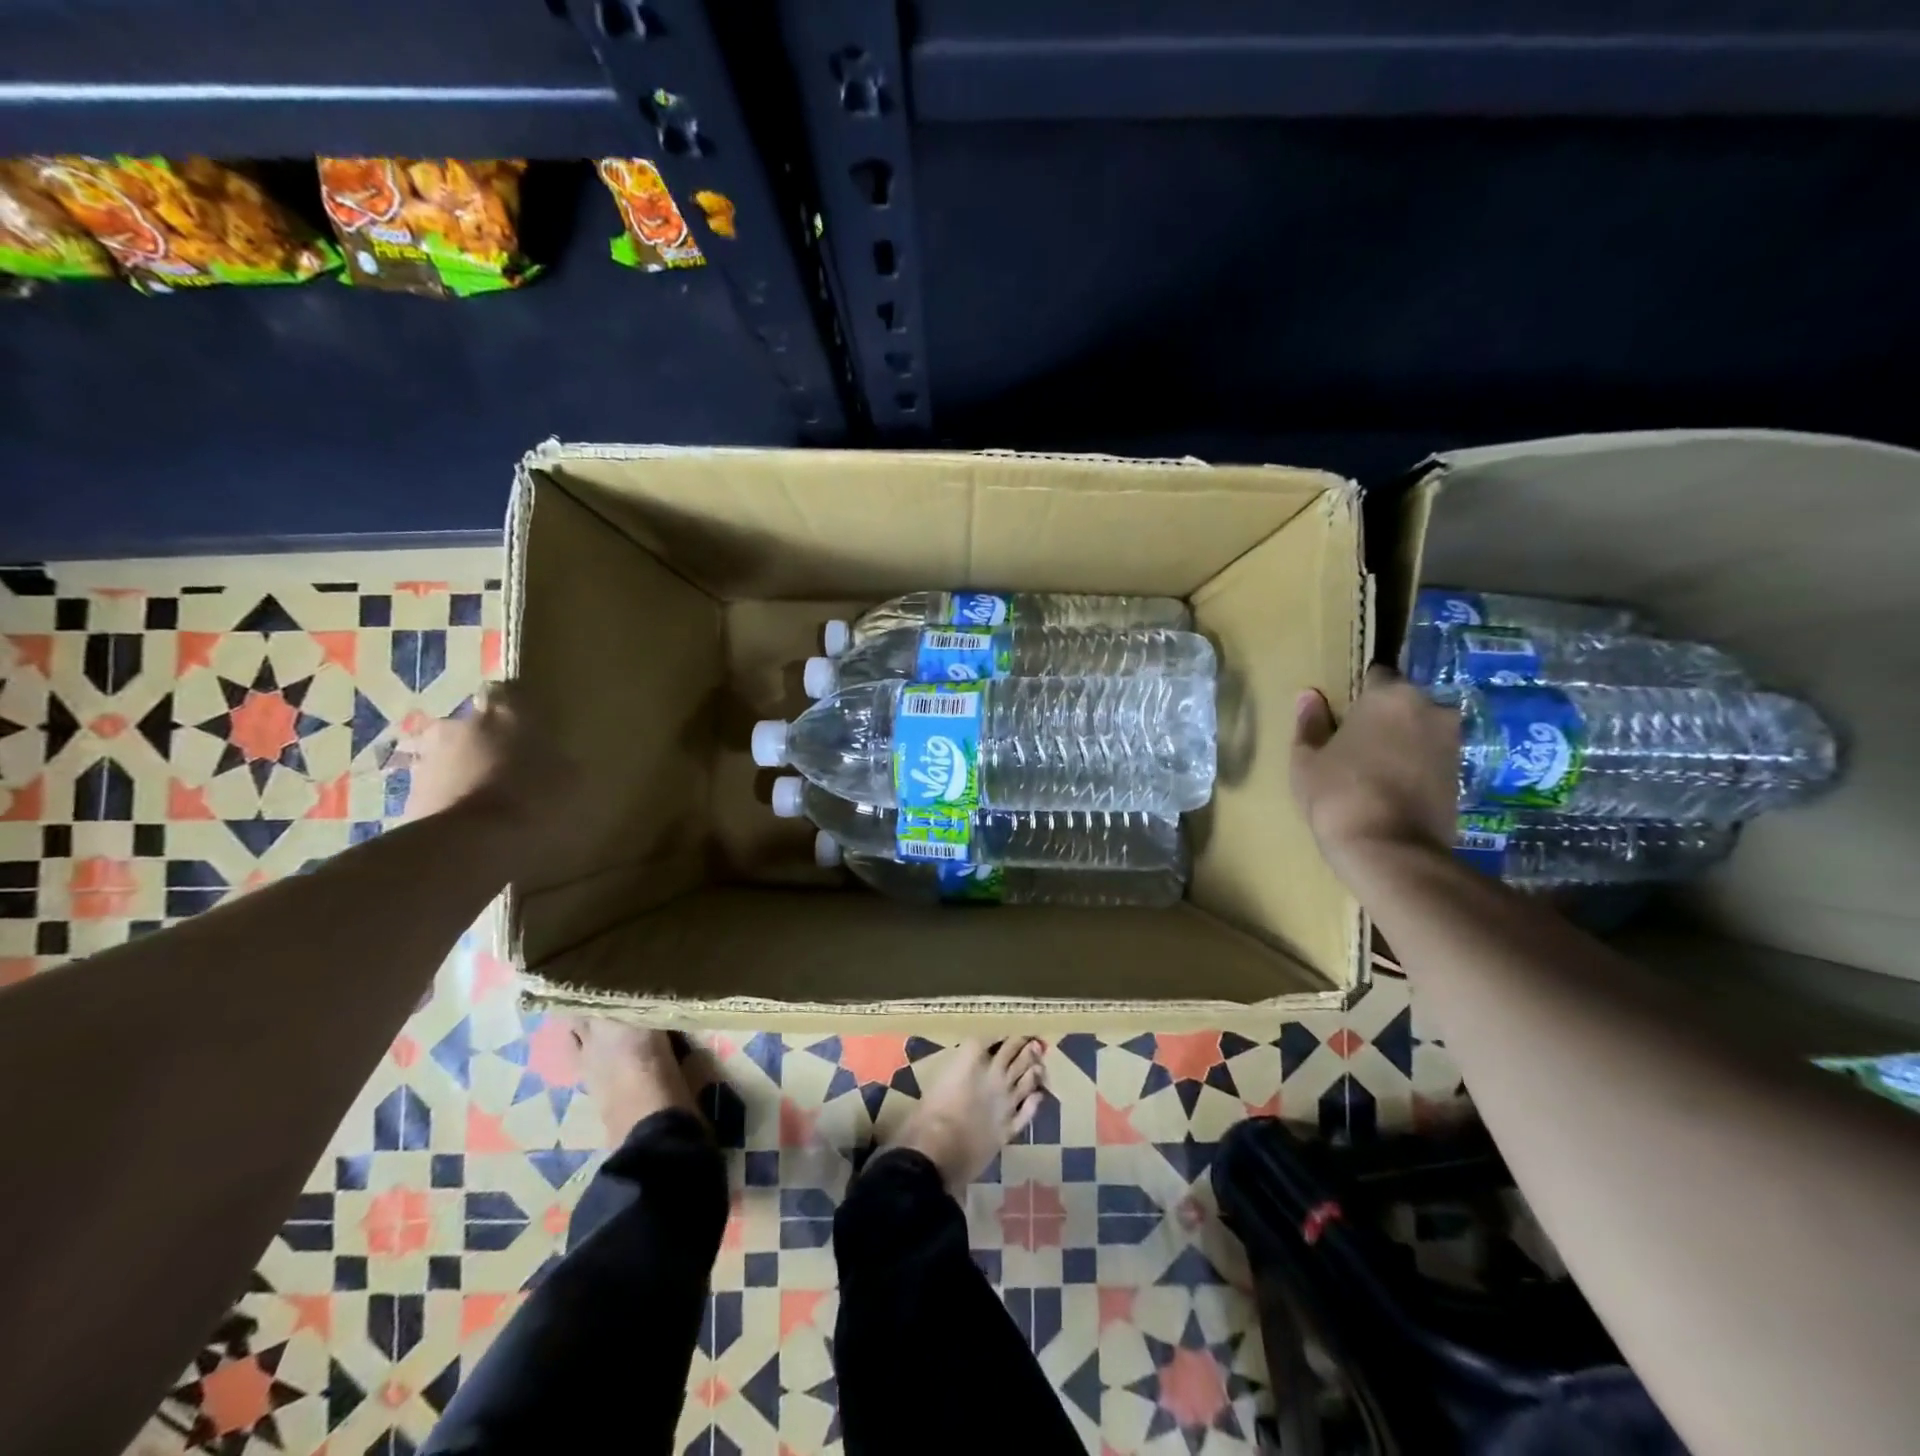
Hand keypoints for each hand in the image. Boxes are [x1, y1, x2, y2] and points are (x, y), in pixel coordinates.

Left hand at [403, 681, 581, 860]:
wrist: (468, 846)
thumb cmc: (532, 799)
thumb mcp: (570, 779)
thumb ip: (560, 761)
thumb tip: (559, 761)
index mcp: (504, 712)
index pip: (505, 693)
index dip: (516, 710)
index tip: (528, 728)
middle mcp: (459, 724)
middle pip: (473, 726)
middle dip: (486, 742)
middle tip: (508, 766)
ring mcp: (427, 759)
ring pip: (450, 756)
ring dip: (464, 770)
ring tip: (487, 798)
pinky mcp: (408, 795)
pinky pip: (436, 790)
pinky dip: (450, 799)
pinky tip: (470, 822)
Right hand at [1291, 665, 1459, 871]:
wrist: (1390, 850)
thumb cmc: (1338, 794)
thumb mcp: (1306, 759)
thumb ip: (1310, 724)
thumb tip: (1309, 697)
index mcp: (1390, 696)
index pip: (1376, 675)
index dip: (1358, 694)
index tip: (1342, 714)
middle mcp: (1430, 709)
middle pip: (1403, 703)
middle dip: (1384, 717)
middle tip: (1356, 742)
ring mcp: (1452, 743)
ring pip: (1421, 731)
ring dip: (1403, 742)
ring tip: (1374, 768)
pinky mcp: (1463, 776)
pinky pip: (1431, 759)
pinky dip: (1416, 767)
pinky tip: (1392, 788)